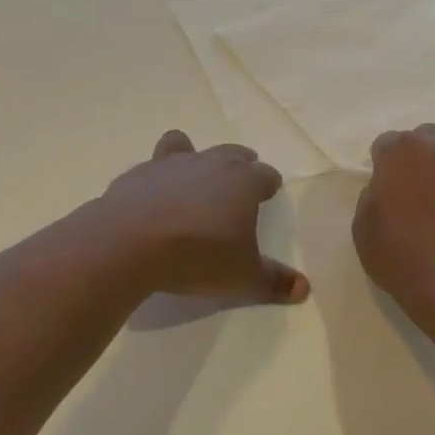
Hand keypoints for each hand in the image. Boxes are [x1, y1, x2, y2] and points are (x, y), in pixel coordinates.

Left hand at [98, 131, 309, 304]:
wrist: (130, 242)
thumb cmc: (198, 256)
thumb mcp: (243, 277)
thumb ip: (274, 282)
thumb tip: (304, 289)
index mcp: (242, 182)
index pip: (265, 174)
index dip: (269, 184)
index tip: (269, 191)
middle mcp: (209, 163)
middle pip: (232, 153)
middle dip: (240, 163)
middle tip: (241, 176)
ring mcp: (170, 164)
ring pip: (187, 146)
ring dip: (193, 156)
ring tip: (192, 174)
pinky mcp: (137, 174)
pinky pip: (152, 167)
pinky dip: (156, 178)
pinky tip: (151, 198)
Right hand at [353, 125, 434, 307]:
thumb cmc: (399, 253)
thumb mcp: (363, 226)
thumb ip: (374, 196)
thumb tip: (387, 190)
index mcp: (402, 152)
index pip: (387, 142)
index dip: (382, 163)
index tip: (382, 186)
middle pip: (427, 137)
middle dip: (419, 156)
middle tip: (413, 188)